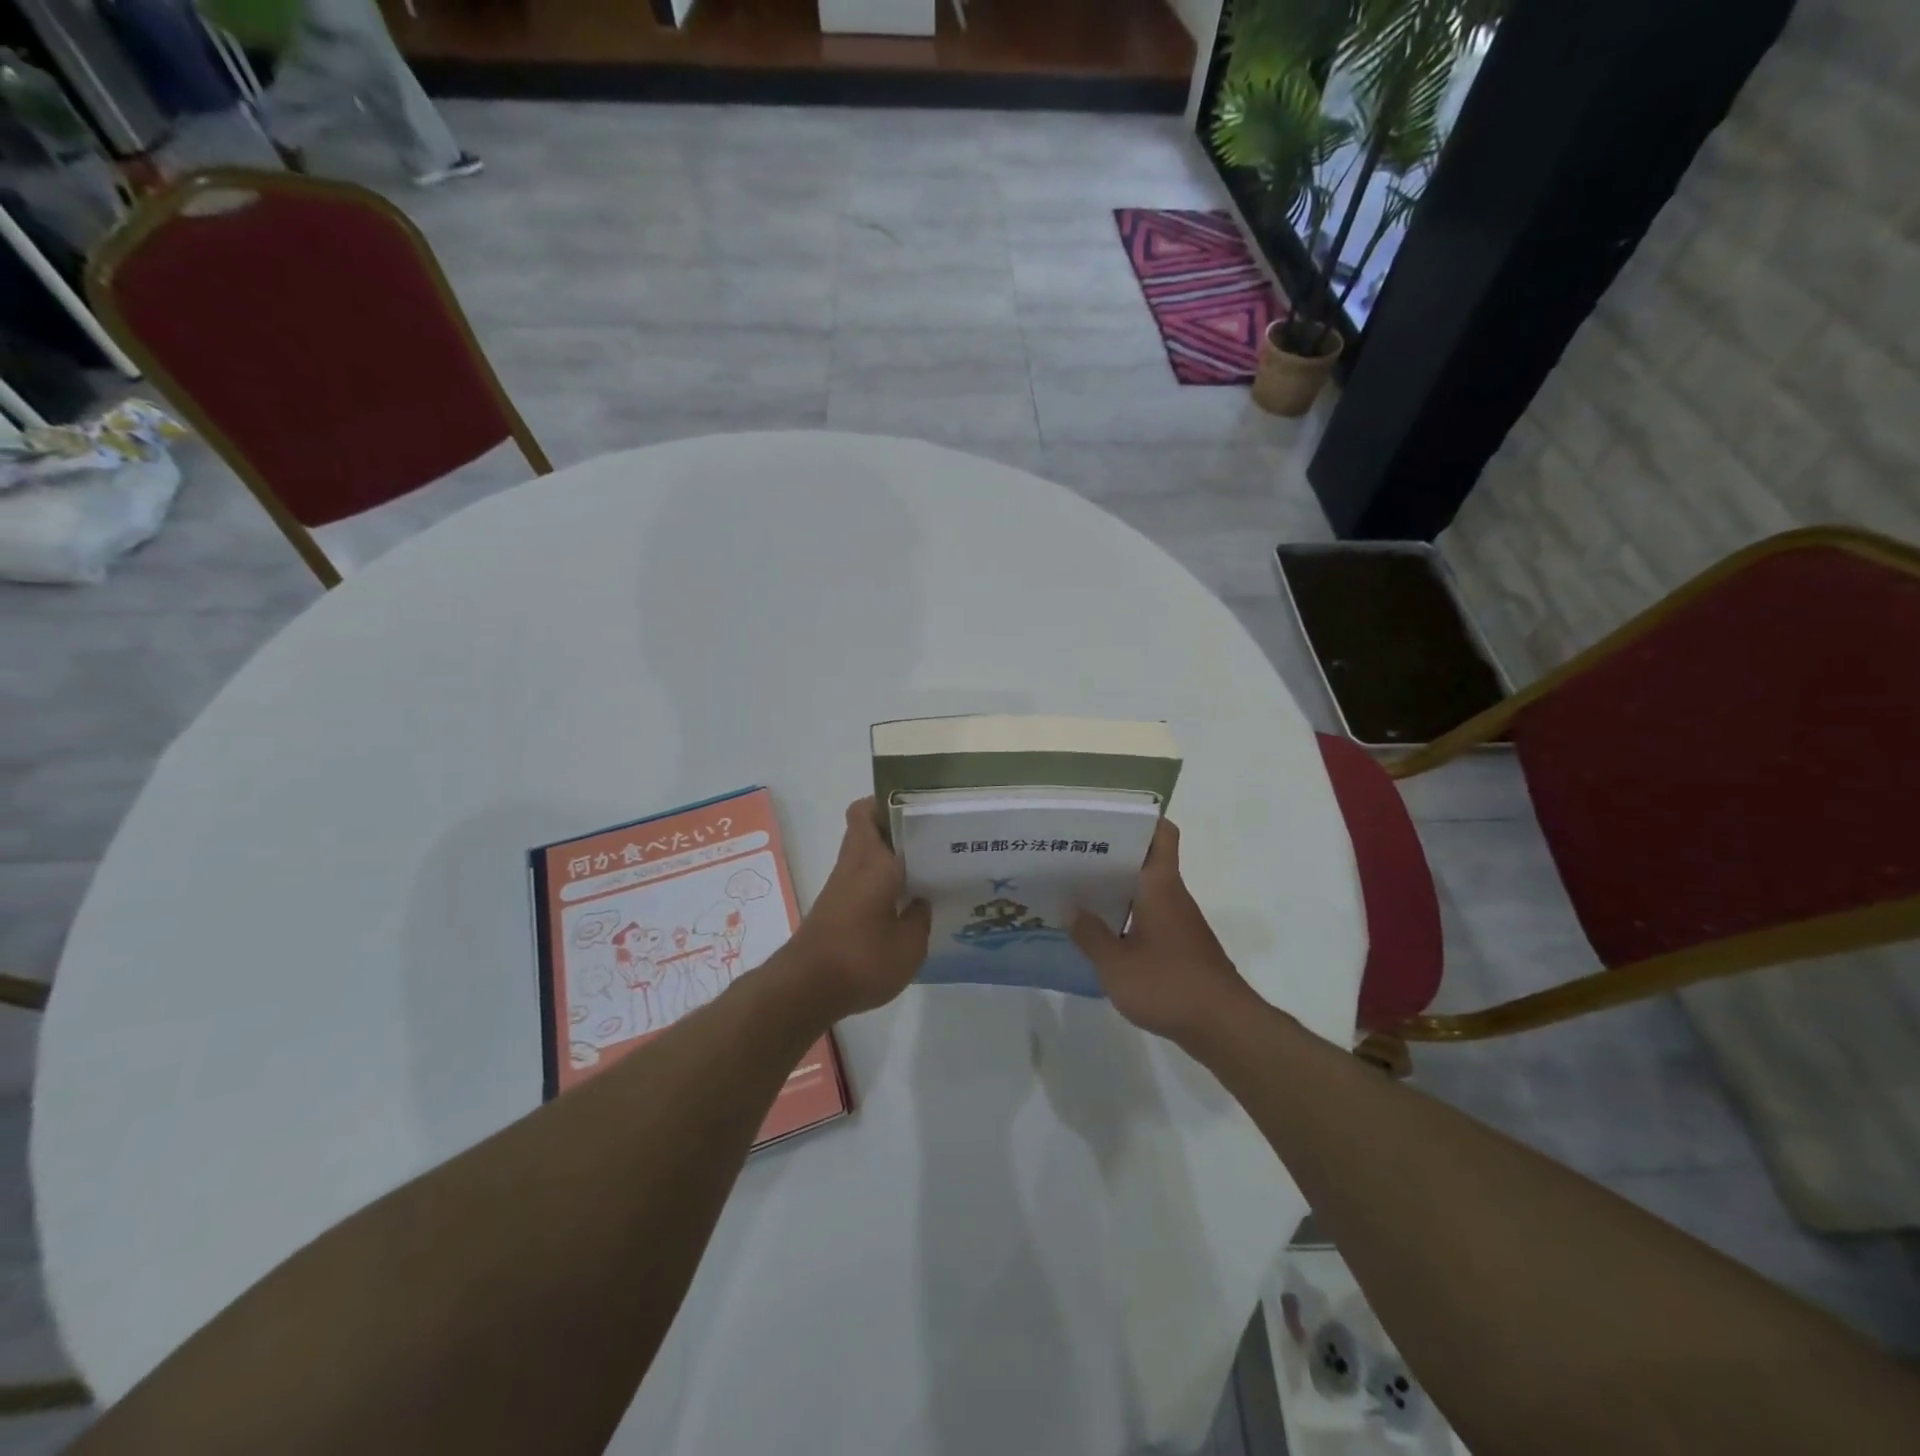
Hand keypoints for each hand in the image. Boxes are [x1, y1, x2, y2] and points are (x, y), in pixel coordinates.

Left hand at [786, 798, 930, 1020]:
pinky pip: (861, 881)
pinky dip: (880, 883)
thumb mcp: (910, 946)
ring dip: (889, 858)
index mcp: (872, 860)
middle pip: (866, 830)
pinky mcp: (835, 910)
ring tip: (927, 869)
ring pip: (864, 856)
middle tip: (931, 839)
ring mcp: (840, 888)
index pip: (868, 812)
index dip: (889, 802)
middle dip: (896, 830)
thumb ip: (920, 918)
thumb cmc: (862, 959)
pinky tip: (905, 903)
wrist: (806, 990)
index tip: (919, 808)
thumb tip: (922, 901)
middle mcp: (853, 865)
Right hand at [1071, 818, 1259, 1052]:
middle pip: (1145, 861)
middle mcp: (1173, 896)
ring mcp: (1179, 922)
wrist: (1224, 1027)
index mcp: (1160, 886)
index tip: (1105, 820)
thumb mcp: (1116, 964)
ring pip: (1146, 891)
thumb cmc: (1169, 985)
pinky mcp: (1181, 947)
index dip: (1139, 820)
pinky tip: (1101, 934)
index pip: (1161, 835)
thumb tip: (1069, 907)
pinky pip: (1149, 918)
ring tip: (1077, 892)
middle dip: (1111, 856)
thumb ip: (1090, 935)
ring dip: (1116, 889)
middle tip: (1071, 856)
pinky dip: (1127, 917)